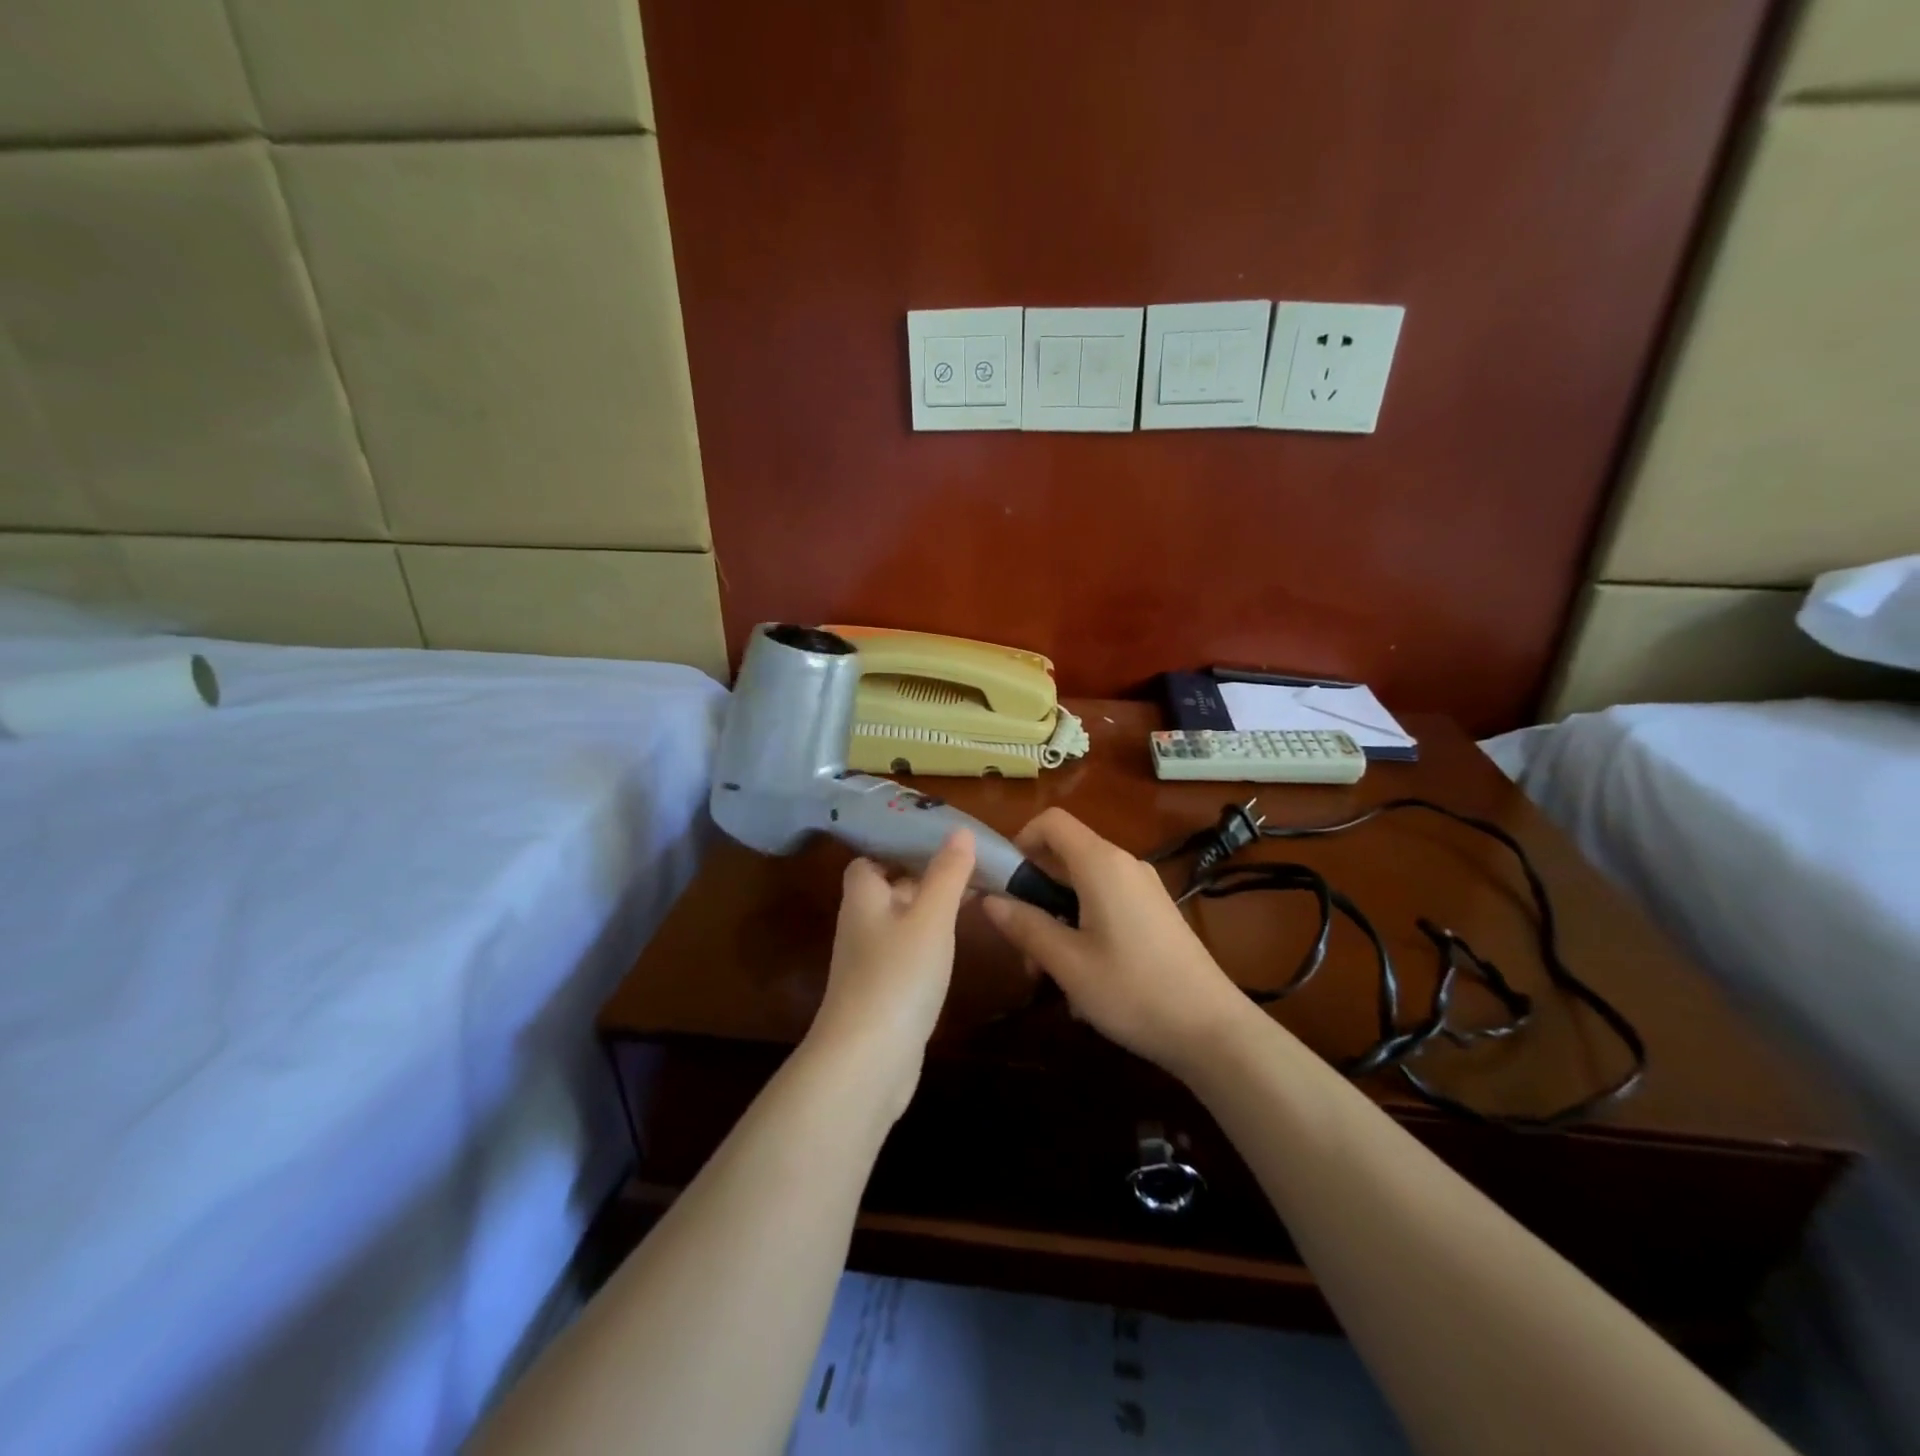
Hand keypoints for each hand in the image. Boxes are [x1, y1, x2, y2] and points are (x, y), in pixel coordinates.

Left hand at [808, 829, 974, 1117]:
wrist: (868, 1060)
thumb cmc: (898, 975)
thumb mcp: (931, 917)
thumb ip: (947, 873)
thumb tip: (960, 830)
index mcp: (863, 897)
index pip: (869, 859)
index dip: (896, 846)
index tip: (936, 840)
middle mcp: (861, 924)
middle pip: (888, 888)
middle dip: (924, 875)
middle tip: (968, 865)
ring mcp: (870, 962)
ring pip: (901, 921)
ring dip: (930, 909)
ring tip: (973, 897)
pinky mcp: (883, 992)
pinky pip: (908, 953)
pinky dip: (930, 942)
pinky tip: (955, 946)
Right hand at [981, 809, 1252, 1076]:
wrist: (1212, 1029)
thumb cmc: (1133, 991)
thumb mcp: (1068, 962)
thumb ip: (1025, 925)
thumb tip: (989, 900)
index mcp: (1101, 864)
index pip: (1052, 821)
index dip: (1020, 839)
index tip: (1003, 880)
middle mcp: (1124, 864)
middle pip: (1065, 855)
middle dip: (1034, 891)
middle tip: (1021, 942)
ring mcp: (1144, 888)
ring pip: (1084, 885)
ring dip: (1056, 917)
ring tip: (1047, 973)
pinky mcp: (1155, 912)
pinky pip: (1106, 903)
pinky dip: (1083, 926)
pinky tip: (1083, 977)